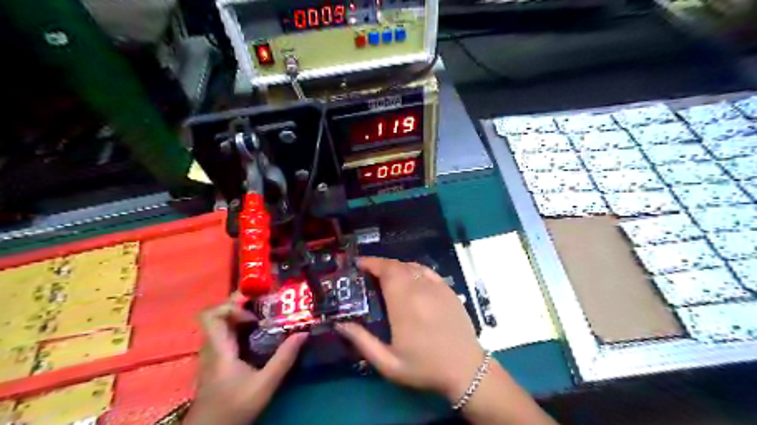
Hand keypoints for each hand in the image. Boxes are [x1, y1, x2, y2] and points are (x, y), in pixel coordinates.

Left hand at [185, 296, 307, 424]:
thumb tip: (303, 333)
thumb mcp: (264, 385)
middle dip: (242, 304)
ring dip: (242, 315)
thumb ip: (284, 358)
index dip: (231, 305)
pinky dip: (241, 327)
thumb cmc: (234, 408)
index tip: (254, 312)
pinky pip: (226, 333)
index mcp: (219, 348)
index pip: (211, 315)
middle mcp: (211, 346)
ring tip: (266, 315)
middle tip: (266, 303)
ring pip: (222, 323)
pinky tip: (259, 333)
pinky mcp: (216, 359)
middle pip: (219, 314)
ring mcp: (212, 353)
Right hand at [336, 256, 483, 401]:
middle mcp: (420, 289)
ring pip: (411, 266)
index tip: (358, 265)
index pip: (386, 271)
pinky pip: (426, 271)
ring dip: (395, 267)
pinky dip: (413, 269)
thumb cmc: (424, 367)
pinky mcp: (448, 290)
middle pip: (397, 266)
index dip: (371, 263)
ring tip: (384, 277)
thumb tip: (340, 324)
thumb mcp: (388, 363)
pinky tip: (408, 278)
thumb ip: (362, 342)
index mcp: (404, 303)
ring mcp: (436, 287)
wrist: (465, 369)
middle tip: (367, 273)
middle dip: (379, 265)